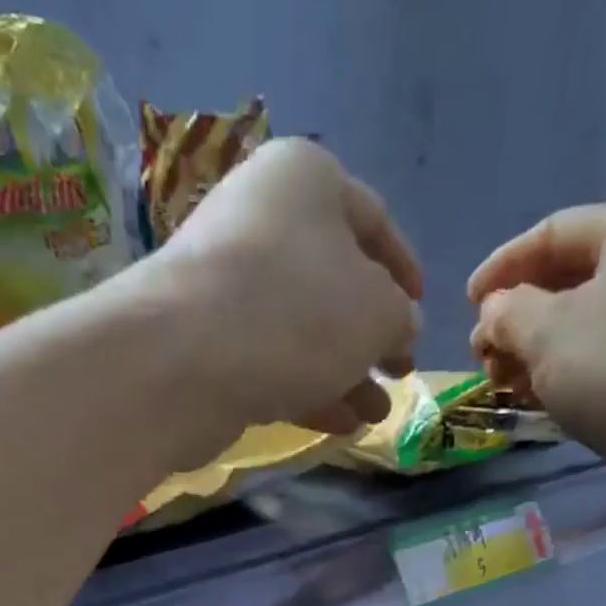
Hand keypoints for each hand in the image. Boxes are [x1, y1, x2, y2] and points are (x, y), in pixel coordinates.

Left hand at [151, 138, 422, 436]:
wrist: (183, 363)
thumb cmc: (297, 314)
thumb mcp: (377, 313)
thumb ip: (400, 318)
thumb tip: (400, 326)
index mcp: (306, 181)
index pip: (373, 219)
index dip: (404, 269)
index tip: (422, 309)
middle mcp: (262, 220)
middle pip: (336, 281)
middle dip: (374, 336)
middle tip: (400, 373)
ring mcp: (228, 284)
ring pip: (305, 330)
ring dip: (347, 373)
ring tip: (376, 414)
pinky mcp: (208, 341)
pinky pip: (272, 360)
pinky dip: (309, 389)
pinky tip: (340, 425)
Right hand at [468, 199, 605, 512]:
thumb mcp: (545, 334)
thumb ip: (507, 313)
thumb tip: (495, 312)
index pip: (551, 233)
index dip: (501, 268)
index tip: (466, 305)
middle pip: (567, 279)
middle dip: (516, 318)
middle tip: (483, 357)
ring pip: (583, 321)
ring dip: (535, 350)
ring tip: (503, 384)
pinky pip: (604, 352)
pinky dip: (565, 370)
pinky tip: (538, 397)